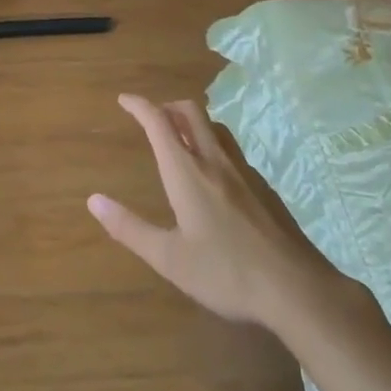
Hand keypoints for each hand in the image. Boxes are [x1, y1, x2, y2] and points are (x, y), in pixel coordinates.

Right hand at [89, 95, 345, 329]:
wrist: (297, 290)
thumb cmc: (226, 274)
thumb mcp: (169, 258)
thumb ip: (130, 228)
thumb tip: (93, 200)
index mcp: (187, 173)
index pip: (159, 123)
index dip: (139, 106)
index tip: (124, 100)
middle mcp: (216, 162)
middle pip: (191, 113)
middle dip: (167, 107)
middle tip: (151, 117)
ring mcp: (245, 173)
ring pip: (216, 129)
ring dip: (193, 122)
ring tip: (180, 138)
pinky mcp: (265, 189)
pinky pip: (232, 151)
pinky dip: (214, 146)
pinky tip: (214, 175)